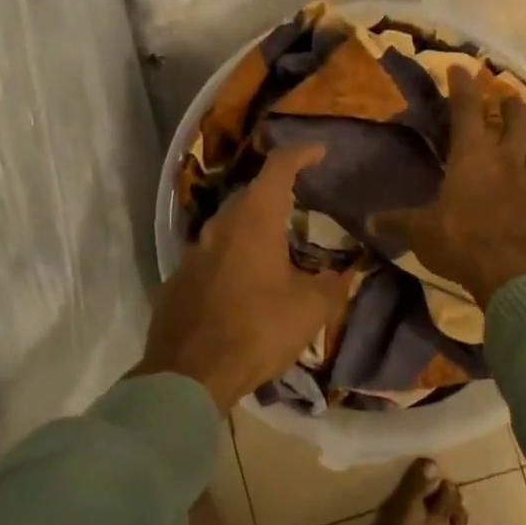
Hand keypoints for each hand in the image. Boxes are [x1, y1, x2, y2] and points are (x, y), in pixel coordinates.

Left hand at [137, 146, 349, 412]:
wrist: (189, 373)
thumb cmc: (257, 329)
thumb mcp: (310, 309)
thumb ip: (333, 284)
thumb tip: (346, 273)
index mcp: (254, 219)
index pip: (278, 167)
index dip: (301, 154)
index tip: (319, 151)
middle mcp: (220, 224)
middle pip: (250, 194)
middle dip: (276, 193)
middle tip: (301, 205)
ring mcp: (194, 250)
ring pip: (228, 224)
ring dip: (253, 227)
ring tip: (276, 245)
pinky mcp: (179, 277)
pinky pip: (212, 254)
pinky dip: (233, 256)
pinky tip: (245, 281)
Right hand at [373, 66, 525, 308]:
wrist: (517, 275)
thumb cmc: (463, 241)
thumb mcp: (421, 232)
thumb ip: (398, 222)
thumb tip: (368, 220)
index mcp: (473, 156)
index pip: (467, 109)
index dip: (462, 86)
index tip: (460, 68)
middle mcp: (506, 162)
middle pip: (516, 120)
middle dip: (510, 105)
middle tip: (505, 99)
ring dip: (525, 151)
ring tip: (518, 154)